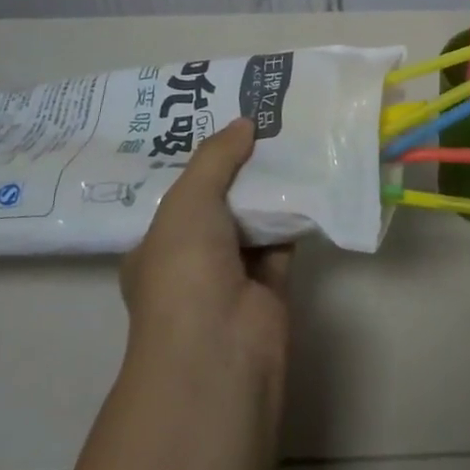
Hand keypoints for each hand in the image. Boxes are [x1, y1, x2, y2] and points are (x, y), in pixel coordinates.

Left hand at [120, 119, 291, 410]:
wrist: (219, 348)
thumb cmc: (184, 270)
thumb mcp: (188, 201)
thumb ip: (215, 158)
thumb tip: (244, 121)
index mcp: (156, 245)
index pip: (178, 195)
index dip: (201, 160)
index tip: (225, 123)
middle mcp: (191, 260)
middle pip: (219, 203)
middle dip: (239, 168)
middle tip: (266, 121)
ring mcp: (231, 276)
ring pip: (254, 220)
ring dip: (270, 188)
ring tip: (292, 136)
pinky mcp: (270, 286)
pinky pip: (283, 239)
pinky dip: (296, 214)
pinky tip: (312, 177)